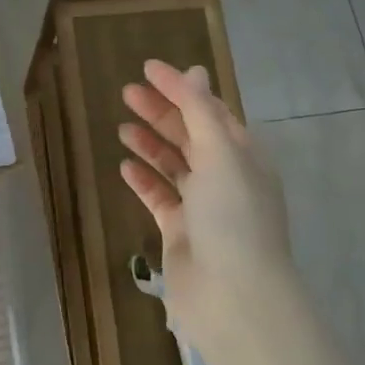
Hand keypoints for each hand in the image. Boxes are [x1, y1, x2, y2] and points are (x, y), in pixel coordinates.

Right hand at [118, 59, 293, 344]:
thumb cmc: (232, 216)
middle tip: (126, 93)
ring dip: (150, 144)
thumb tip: (193, 70)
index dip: (182, 88)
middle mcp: (226, 178)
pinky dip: (144, 180)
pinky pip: (160, 197)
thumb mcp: (220, 154)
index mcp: (243, 156)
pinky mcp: (181, 233)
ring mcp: (203, 207)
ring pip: (174, 165)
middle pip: (190, 135)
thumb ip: (201, 111)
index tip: (147, 69)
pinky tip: (124, 167)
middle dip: (161, 112)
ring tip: (121, 127)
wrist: (233, 296)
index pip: (210, 111)